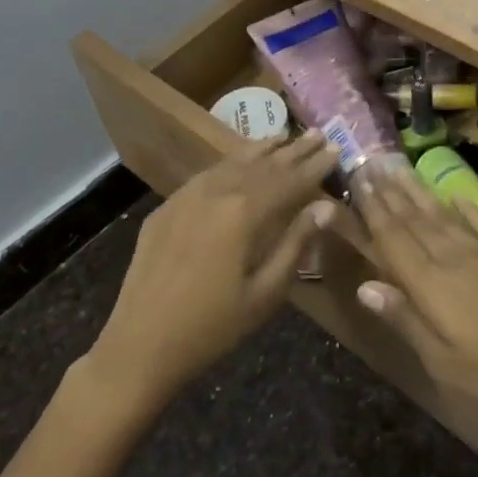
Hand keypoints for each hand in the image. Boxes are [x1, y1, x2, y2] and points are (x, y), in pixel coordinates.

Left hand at [88, 133, 340, 407]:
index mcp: (244, 213)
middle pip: (263, 164)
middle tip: (319, 134)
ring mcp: (187, 196)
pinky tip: (238, 162)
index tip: (337, 148)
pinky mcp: (167, 207)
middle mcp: (216, 192)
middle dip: (293, 150)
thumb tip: (325, 207)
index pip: (290, 181)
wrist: (140, 343)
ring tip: (283, 136)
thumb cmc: (213, 326)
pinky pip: (207, 174)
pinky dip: (230, 163)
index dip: (315, 166)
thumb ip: (296, 244)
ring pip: (232, 162)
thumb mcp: (265, 293)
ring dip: (262, 149)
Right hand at [346, 165, 477, 434]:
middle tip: (368, 163)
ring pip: (442, 214)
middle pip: (414, 219)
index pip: (393, 238)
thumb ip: (404, 319)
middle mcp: (454, 257)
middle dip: (388, 192)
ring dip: (417, 191)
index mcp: (432, 284)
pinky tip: (455, 194)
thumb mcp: (444, 362)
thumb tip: (364, 285)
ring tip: (399, 167)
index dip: (372, 209)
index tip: (356, 179)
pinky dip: (466, 207)